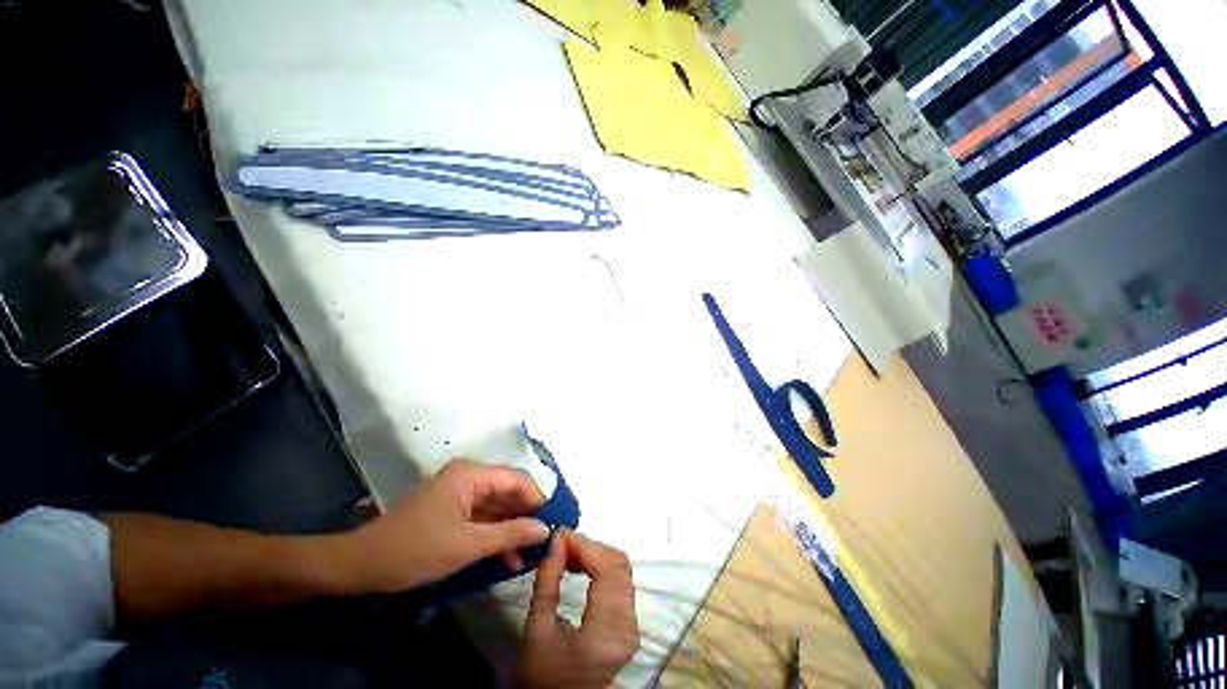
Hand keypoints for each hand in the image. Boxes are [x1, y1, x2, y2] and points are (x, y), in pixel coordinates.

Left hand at [343, 459, 549, 592]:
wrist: (362, 565)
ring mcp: (459, 493)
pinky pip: (482, 517)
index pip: (516, 479)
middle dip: (525, 516)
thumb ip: (510, 534)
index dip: (536, 499)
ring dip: (511, 529)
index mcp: (471, 474)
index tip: (552, 523)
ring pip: (496, 507)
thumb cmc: (416, 549)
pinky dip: (494, 535)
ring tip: (530, 554)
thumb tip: (545, 529)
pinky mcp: (452, 509)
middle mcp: (468, 476)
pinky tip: (508, 558)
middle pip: (507, 491)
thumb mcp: (467, 545)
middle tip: (544, 540)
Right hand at [519, 530, 638, 687]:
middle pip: (618, 564)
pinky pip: (620, 582)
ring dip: (596, 555)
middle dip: (590, 547)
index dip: (584, 544)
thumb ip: (548, 581)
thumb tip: (555, 540)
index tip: (559, 534)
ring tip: (567, 553)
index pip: (606, 567)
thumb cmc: (542, 676)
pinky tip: (579, 567)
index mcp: (607, 631)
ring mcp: (632, 625)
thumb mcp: (537, 630)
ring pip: (621, 569)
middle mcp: (628, 625)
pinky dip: (601, 567)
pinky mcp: (628, 624)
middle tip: (561, 543)